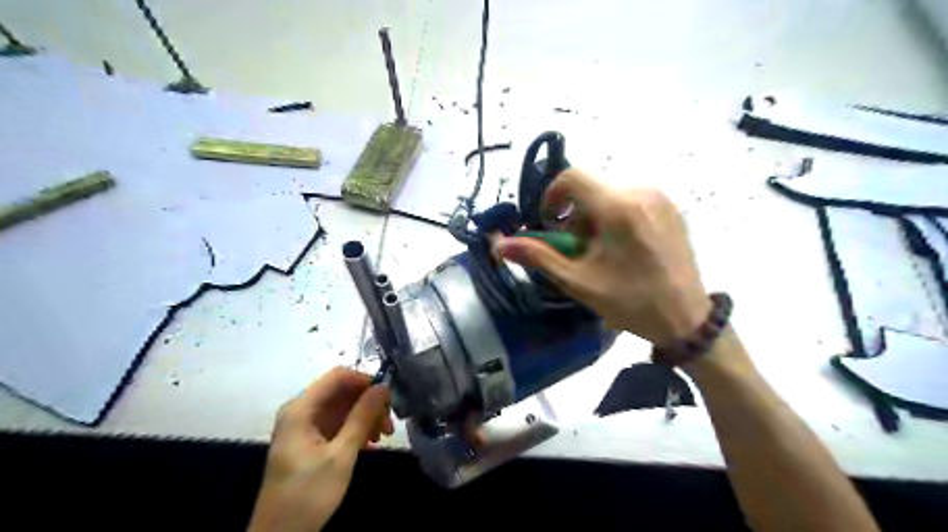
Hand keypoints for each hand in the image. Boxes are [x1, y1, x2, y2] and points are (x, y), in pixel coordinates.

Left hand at [248, 367, 391, 530]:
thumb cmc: (307, 494)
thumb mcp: (340, 456)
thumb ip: (361, 417)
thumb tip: (383, 386)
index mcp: (301, 409)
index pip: (338, 377)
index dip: (365, 380)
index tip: (388, 397)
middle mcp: (301, 411)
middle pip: (342, 391)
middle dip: (368, 402)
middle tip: (389, 422)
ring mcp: (305, 426)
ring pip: (343, 407)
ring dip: (365, 416)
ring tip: (383, 435)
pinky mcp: (310, 440)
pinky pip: (337, 423)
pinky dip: (355, 428)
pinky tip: (370, 443)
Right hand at [497, 169, 710, 345]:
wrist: (687, 318)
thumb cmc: (631, 302)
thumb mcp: (579, 281)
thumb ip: (538, 256)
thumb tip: (498, 244)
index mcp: (618, 207)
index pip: (572, 176)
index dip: (551, 195)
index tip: (549, 224)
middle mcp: (641, 191)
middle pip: (590, 187)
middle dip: (573, 213)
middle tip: (577, 248)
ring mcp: (660, 198)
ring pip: (609, 193)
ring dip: (594, 216)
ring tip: (601, 250)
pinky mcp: (671, 207)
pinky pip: (631, 199)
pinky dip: (615, 215)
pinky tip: (623, 247)